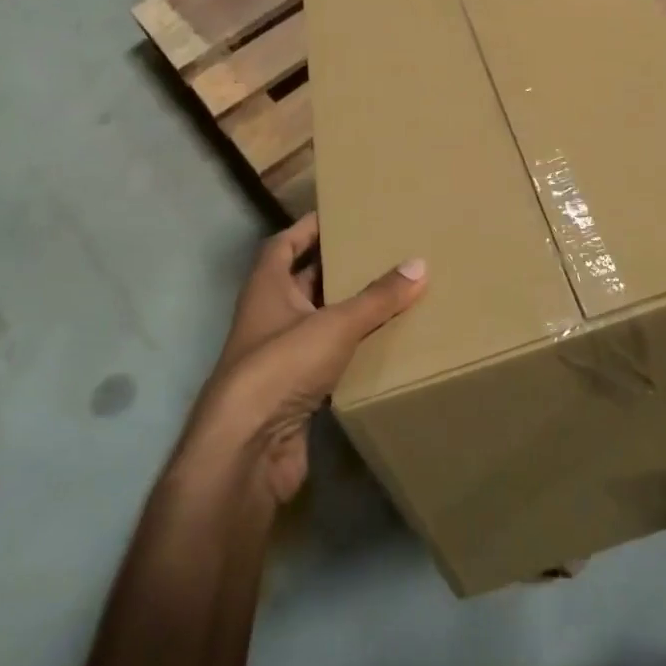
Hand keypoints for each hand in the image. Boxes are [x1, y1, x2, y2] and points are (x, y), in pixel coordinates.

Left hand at [190, 213, 425, 504]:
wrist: (246, 451)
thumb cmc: (280, 367)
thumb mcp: (335, 324)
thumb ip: (377, 297)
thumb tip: (420, 264)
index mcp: (266, 289)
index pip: (283, 245)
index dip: (307, 228)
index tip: (340, 214)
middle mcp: (268, 318)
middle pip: (302, 283)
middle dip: (336, 268)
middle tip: (378, 252)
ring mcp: (278, 359)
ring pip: (317, 323)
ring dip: (346, 311)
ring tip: (390, 293)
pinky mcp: (293, 394)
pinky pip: (327, 361)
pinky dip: (351, 351)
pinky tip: (383, 345)